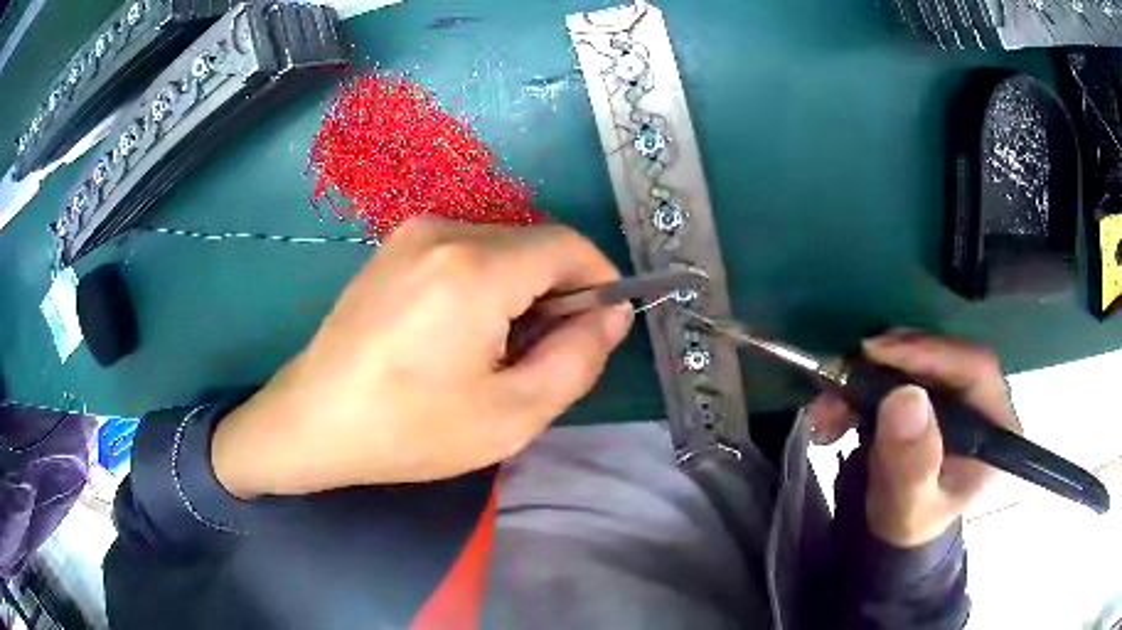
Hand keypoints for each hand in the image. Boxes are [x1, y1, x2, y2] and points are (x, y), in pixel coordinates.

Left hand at [211, 218, 632, 498]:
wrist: (313, 420)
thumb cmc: (409, 428)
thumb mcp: (512, 414)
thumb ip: (578, 358)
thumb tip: (611, 315)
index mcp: (476, 267)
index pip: (569, 245)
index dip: (599, 281)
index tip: (600, 327)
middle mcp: (444, 230)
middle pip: (534, 245)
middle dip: (557, 293)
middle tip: (544, 357)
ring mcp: (412, 233)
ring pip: (501, 249)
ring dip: (521, 291)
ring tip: (499, 353)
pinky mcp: (393, 248)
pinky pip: (464, 253)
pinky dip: (485, 284)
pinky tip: (461, 335)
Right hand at [807, 331, 1021, 546]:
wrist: (893, 532)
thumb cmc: (908, 525)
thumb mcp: (909, 509)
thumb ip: (911, 464)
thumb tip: (905, 397)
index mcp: (996, 428)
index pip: (975, 368)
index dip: (930, 352)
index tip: (877, 353)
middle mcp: (983, 400)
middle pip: (941, 357)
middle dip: (885, 367)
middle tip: (839, 379)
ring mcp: (957, 392)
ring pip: (914, 361)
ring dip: (864, 378)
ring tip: (825, 410)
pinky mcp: (931, 391)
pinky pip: (897, 372)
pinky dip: (860, 387)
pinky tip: (834, 412)